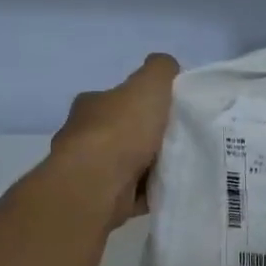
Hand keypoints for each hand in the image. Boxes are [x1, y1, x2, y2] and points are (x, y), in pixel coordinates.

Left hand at [50, 53, 178, 229]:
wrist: (97, 183)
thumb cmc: (121, 129)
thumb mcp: (149, 84)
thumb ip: (160, 70)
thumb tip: (166, 66)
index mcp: (92, 105)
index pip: (117, 99)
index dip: (142, 103)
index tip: (168, 111)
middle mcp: (84, 135)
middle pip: (122, 133)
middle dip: (147, 137)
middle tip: (180, 140)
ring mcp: (89, 170)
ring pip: (126, 165)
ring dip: (149, 167)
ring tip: (182, 166)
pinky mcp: (99, 199)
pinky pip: (132, 193)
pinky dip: (149, 192)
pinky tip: (171, 190)